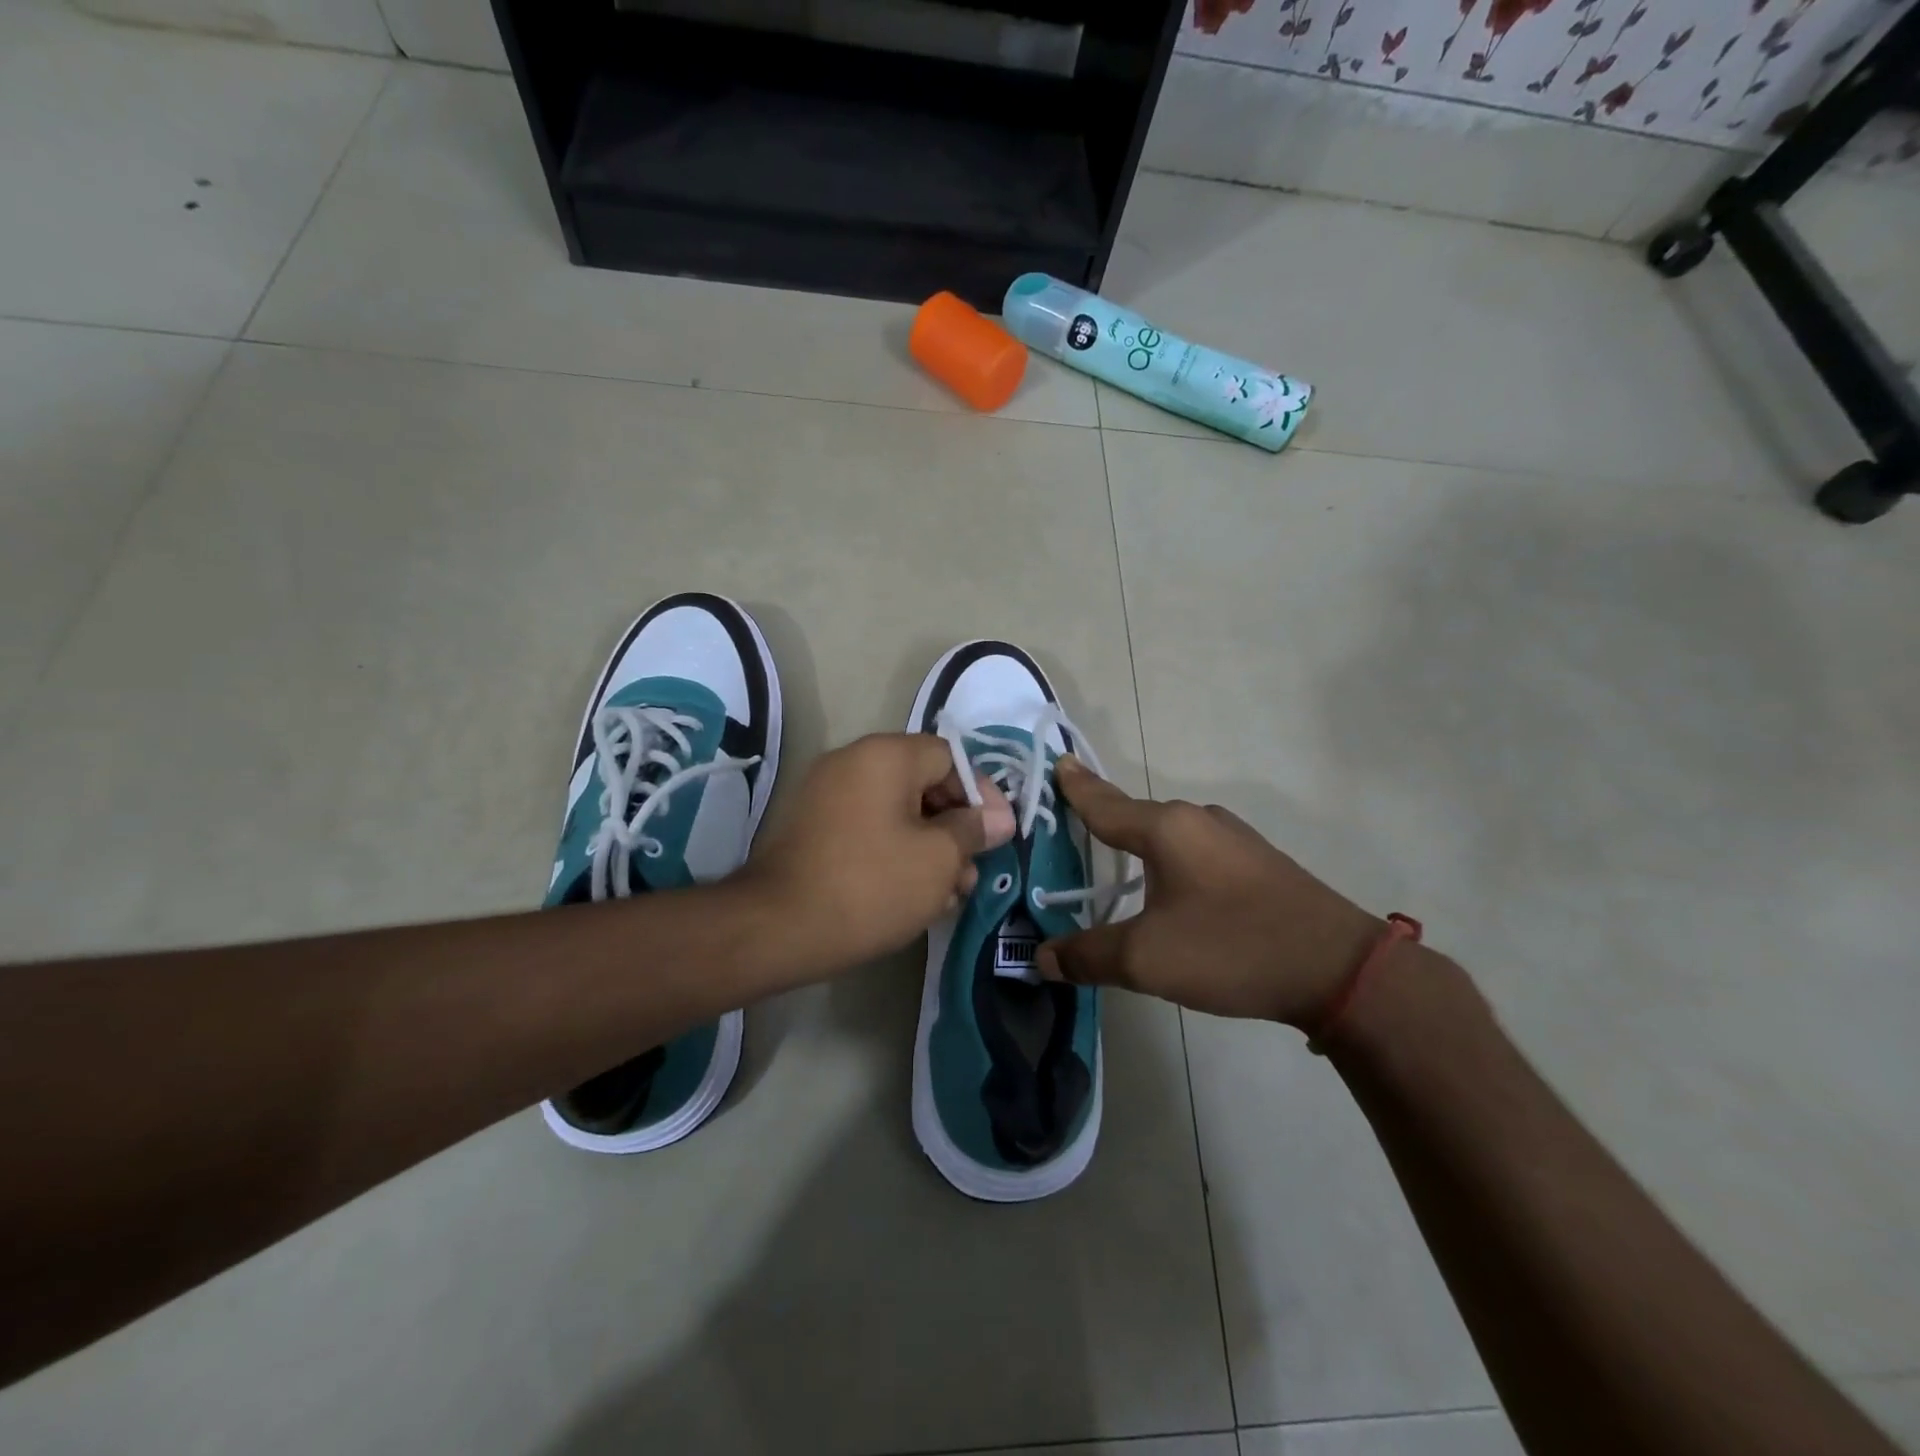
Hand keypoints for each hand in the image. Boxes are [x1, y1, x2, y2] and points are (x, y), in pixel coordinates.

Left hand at [738, 734, 1014, 980]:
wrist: (778, 928)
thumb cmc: (871, 885)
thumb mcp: (938, 858)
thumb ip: (973, 830)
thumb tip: (999, 817)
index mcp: (885, 755)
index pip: (950, 758)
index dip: (981, 795)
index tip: (998, 835)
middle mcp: (853, 762)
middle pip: (924, 785)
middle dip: (956, 829)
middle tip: (972, 873)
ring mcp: (827, 795)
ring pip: (897, 812)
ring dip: (929, 848)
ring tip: (948, 895)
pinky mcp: (814, 829)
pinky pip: (869, 829)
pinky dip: (896, 853)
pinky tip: (913, 896)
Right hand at [1036, 759, 1381, 1026]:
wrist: (1340, 970)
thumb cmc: (1231, 948)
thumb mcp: (1147, 959)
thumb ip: (1088, 956)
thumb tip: (1042, 957)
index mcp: (1166, 828)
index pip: (1105, 803)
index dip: (1077, 787)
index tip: (1059, 761)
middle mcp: (1198, 820)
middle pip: (1136, 816)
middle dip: (1103, 820)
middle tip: (1073, 823)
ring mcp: (1234, 839)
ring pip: (1169, 836)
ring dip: (1139, 845)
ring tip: (1115, 860)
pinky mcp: (1257, 863)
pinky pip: (1196, 853)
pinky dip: (1170, 863)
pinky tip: (1171, 889)